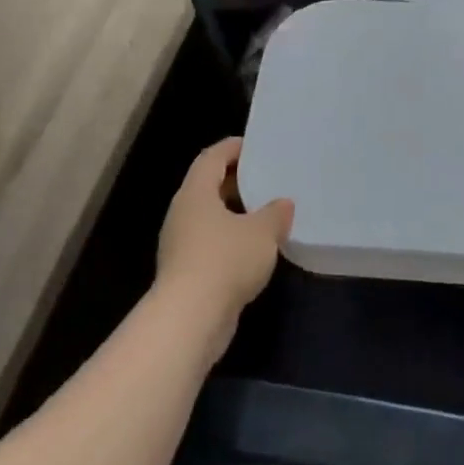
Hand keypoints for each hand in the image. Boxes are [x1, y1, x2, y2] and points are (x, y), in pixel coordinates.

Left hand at [155, 138, 292, 348]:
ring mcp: (181, 245)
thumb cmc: (225, 260)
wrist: (191, 318)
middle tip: (268, 179)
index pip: (211, 158)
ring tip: (268, 214)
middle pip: (208, 187)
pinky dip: (232, 240)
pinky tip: (257, 249)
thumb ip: (276, 213)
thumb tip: (282, 204)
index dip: (232, 148)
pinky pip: (211, 244)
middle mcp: (183, 214)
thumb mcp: (262, 232)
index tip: (256, 146)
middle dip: (237, 182)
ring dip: (236, 214)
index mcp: (195, 194)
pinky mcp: (187, 272)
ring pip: (210, 218)